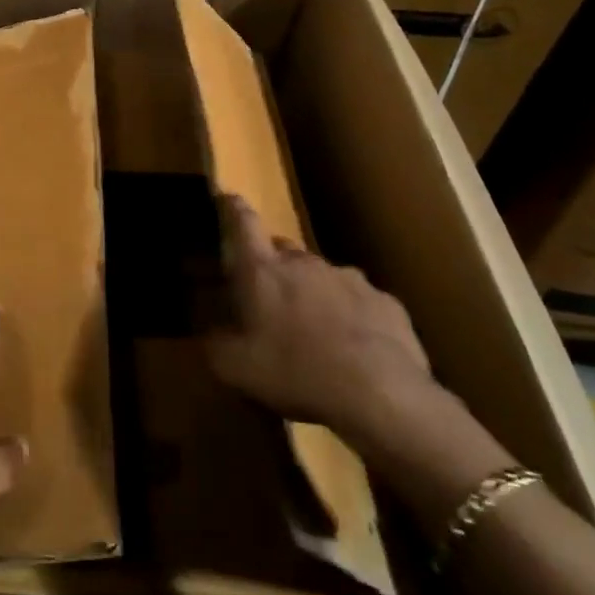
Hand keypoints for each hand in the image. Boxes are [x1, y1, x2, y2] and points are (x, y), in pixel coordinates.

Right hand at [206, 195, 455, 468]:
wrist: (382, 396)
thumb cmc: (297, 373)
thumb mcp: (236, 369)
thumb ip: (215, 344)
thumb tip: (207, 333)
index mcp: (264, 271)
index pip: (242, 222)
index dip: (232, 208)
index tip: (226, 198)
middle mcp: (305, 263)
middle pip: (283, 250)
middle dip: (274, 267)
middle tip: (269, 299)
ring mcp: (350, 279)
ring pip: (323, 276)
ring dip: (314, 293)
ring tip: (315, 331)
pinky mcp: (386, 302)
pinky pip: (360, 302)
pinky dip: (351, 316)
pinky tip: (354, 350)